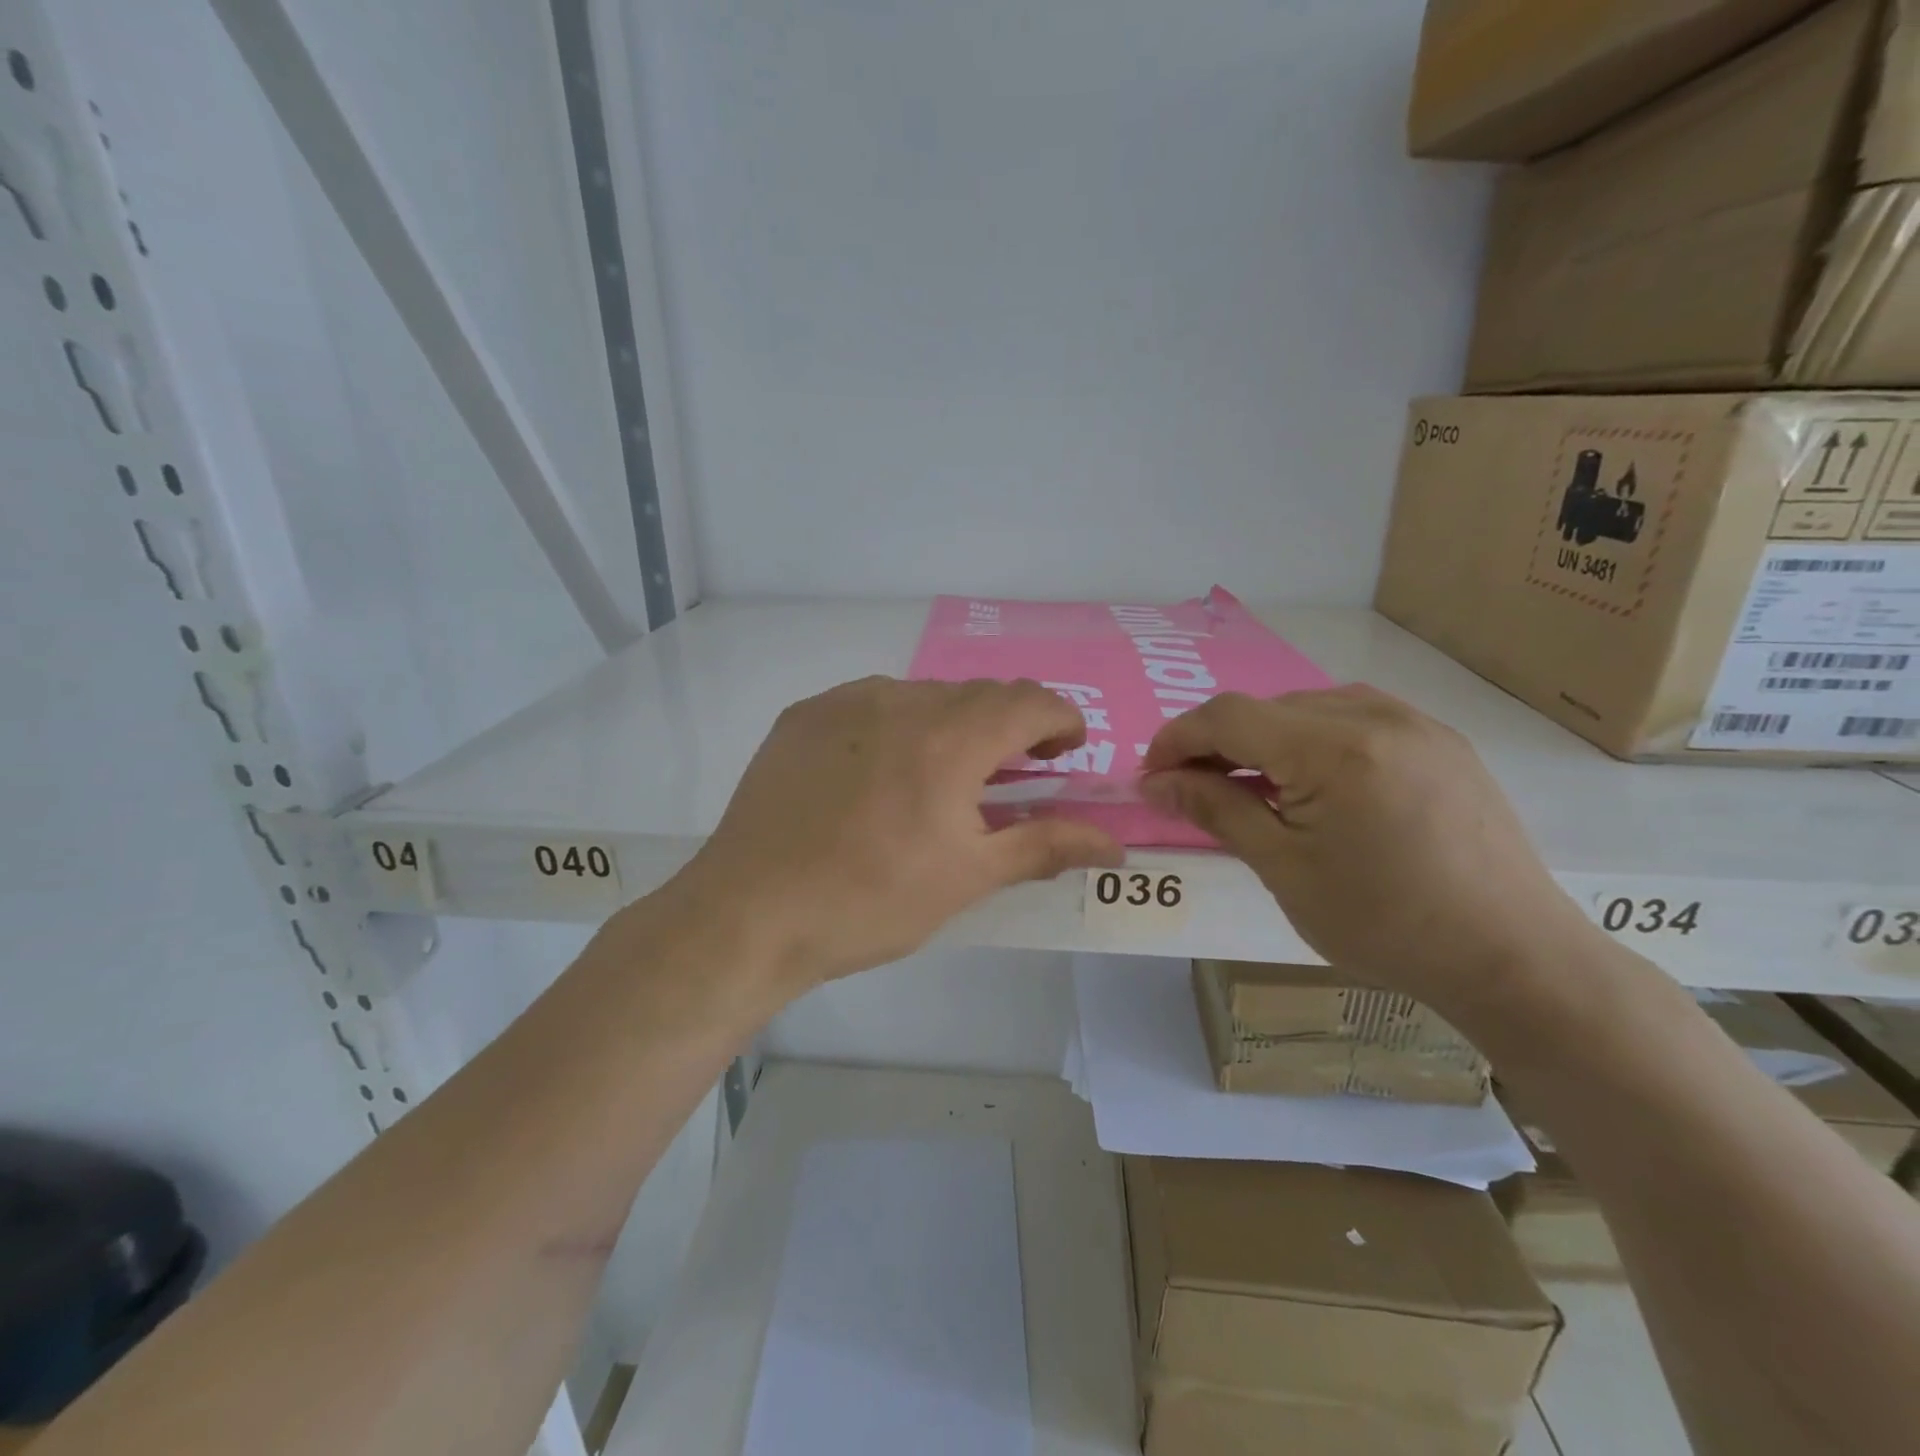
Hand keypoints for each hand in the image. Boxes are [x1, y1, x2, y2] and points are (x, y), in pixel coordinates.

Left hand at [675, 676, 1123, 991]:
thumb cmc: (871, 901)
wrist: (750, 914)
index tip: (1065, 753)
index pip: (1030, 701)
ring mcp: (845, 702)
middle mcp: (901, 701)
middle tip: (1009, 776)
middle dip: (1009, 727)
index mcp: (951, 738)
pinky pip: (871, 705)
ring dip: (951, 725)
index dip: (1060, 721)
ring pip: (924, 696)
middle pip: (979, 695)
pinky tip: (878, 776)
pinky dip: (897, 727)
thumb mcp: (968, 877)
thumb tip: (1116, 843)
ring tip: (939, 780)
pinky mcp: (804, 716)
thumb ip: (1045, 845)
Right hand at [1140, 686, 1598, 1016]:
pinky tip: (1314, 783)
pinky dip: (1313, 740)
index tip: (1152, 774)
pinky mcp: (1442, 741)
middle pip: (1266, 708)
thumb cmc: (1384, 923)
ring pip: (1308, 708)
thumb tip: (1156, 781)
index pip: (1228, 716)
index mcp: (1333, 749)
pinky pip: (1354, 718)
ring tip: (1254, 788)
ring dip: (1265, 739)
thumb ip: (1216, 809)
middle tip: (1195, 789)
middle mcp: (1375, 716)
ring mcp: (1416, 723)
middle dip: (1218, 742)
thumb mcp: (1283, 869)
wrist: (1513, 958)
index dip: (1178, 738)